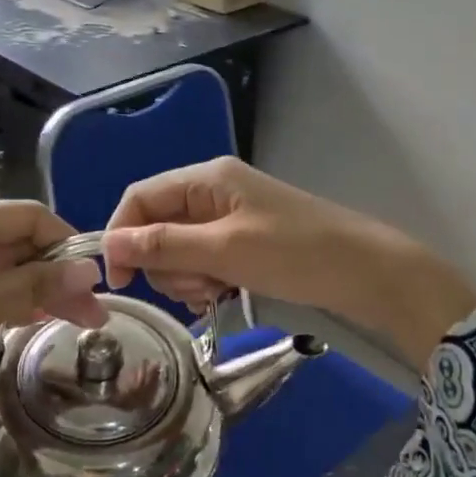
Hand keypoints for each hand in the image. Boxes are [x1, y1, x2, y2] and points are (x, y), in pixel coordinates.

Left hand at [0, 200, 106, 425]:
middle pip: (20, 243)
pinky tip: (29, 323)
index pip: (32, 216)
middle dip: (58, 274)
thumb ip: (35, 285)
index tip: (94, 284)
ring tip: (73, 325)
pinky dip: (9, 302)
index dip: (67, 243)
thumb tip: (90, 270)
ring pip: (4, 268)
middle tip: (94, 318)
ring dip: (38, 291)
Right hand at [102, 158, 475, 362]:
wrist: (366, 273)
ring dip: (188, 278)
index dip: (121, 236)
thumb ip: (165, 246)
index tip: (121, 281)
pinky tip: (227, 297)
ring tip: (219, 292)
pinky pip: (204, 262)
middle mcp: (213, 193)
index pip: (140, 198)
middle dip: (166, 264)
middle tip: (198, 287)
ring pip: (179, 250)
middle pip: (157, 227)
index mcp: (207, 180)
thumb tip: (109, 245)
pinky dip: (207, 282)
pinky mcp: (244, 243)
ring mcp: (230, 219)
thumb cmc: (296, 254)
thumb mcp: (225, 251)